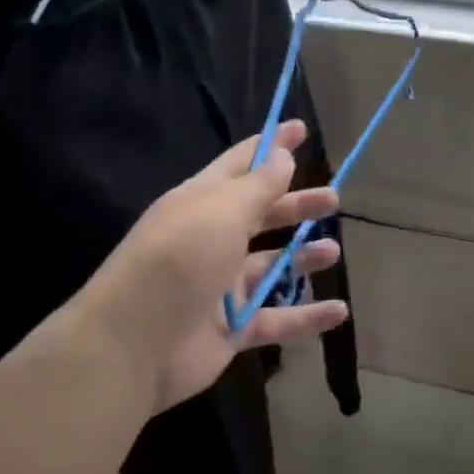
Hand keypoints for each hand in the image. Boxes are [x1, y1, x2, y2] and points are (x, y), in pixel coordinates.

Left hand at [76, 119, 347, 413]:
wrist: (133, 344)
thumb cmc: (180, 258)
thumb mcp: (223, 210)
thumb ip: (260, 185)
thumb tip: (284, 155)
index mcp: (202, 203)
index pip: (242, 164)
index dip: (272, 146)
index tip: (302, 129)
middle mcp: (212, 239)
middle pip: (262, 215)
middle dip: (296, 205)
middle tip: (332, 199)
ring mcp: (221, 286)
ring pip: (272, 266)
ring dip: (304, 257)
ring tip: (333, 251)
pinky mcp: (232, 327)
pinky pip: (278, 318)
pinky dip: (308, 316)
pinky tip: (339, 311)